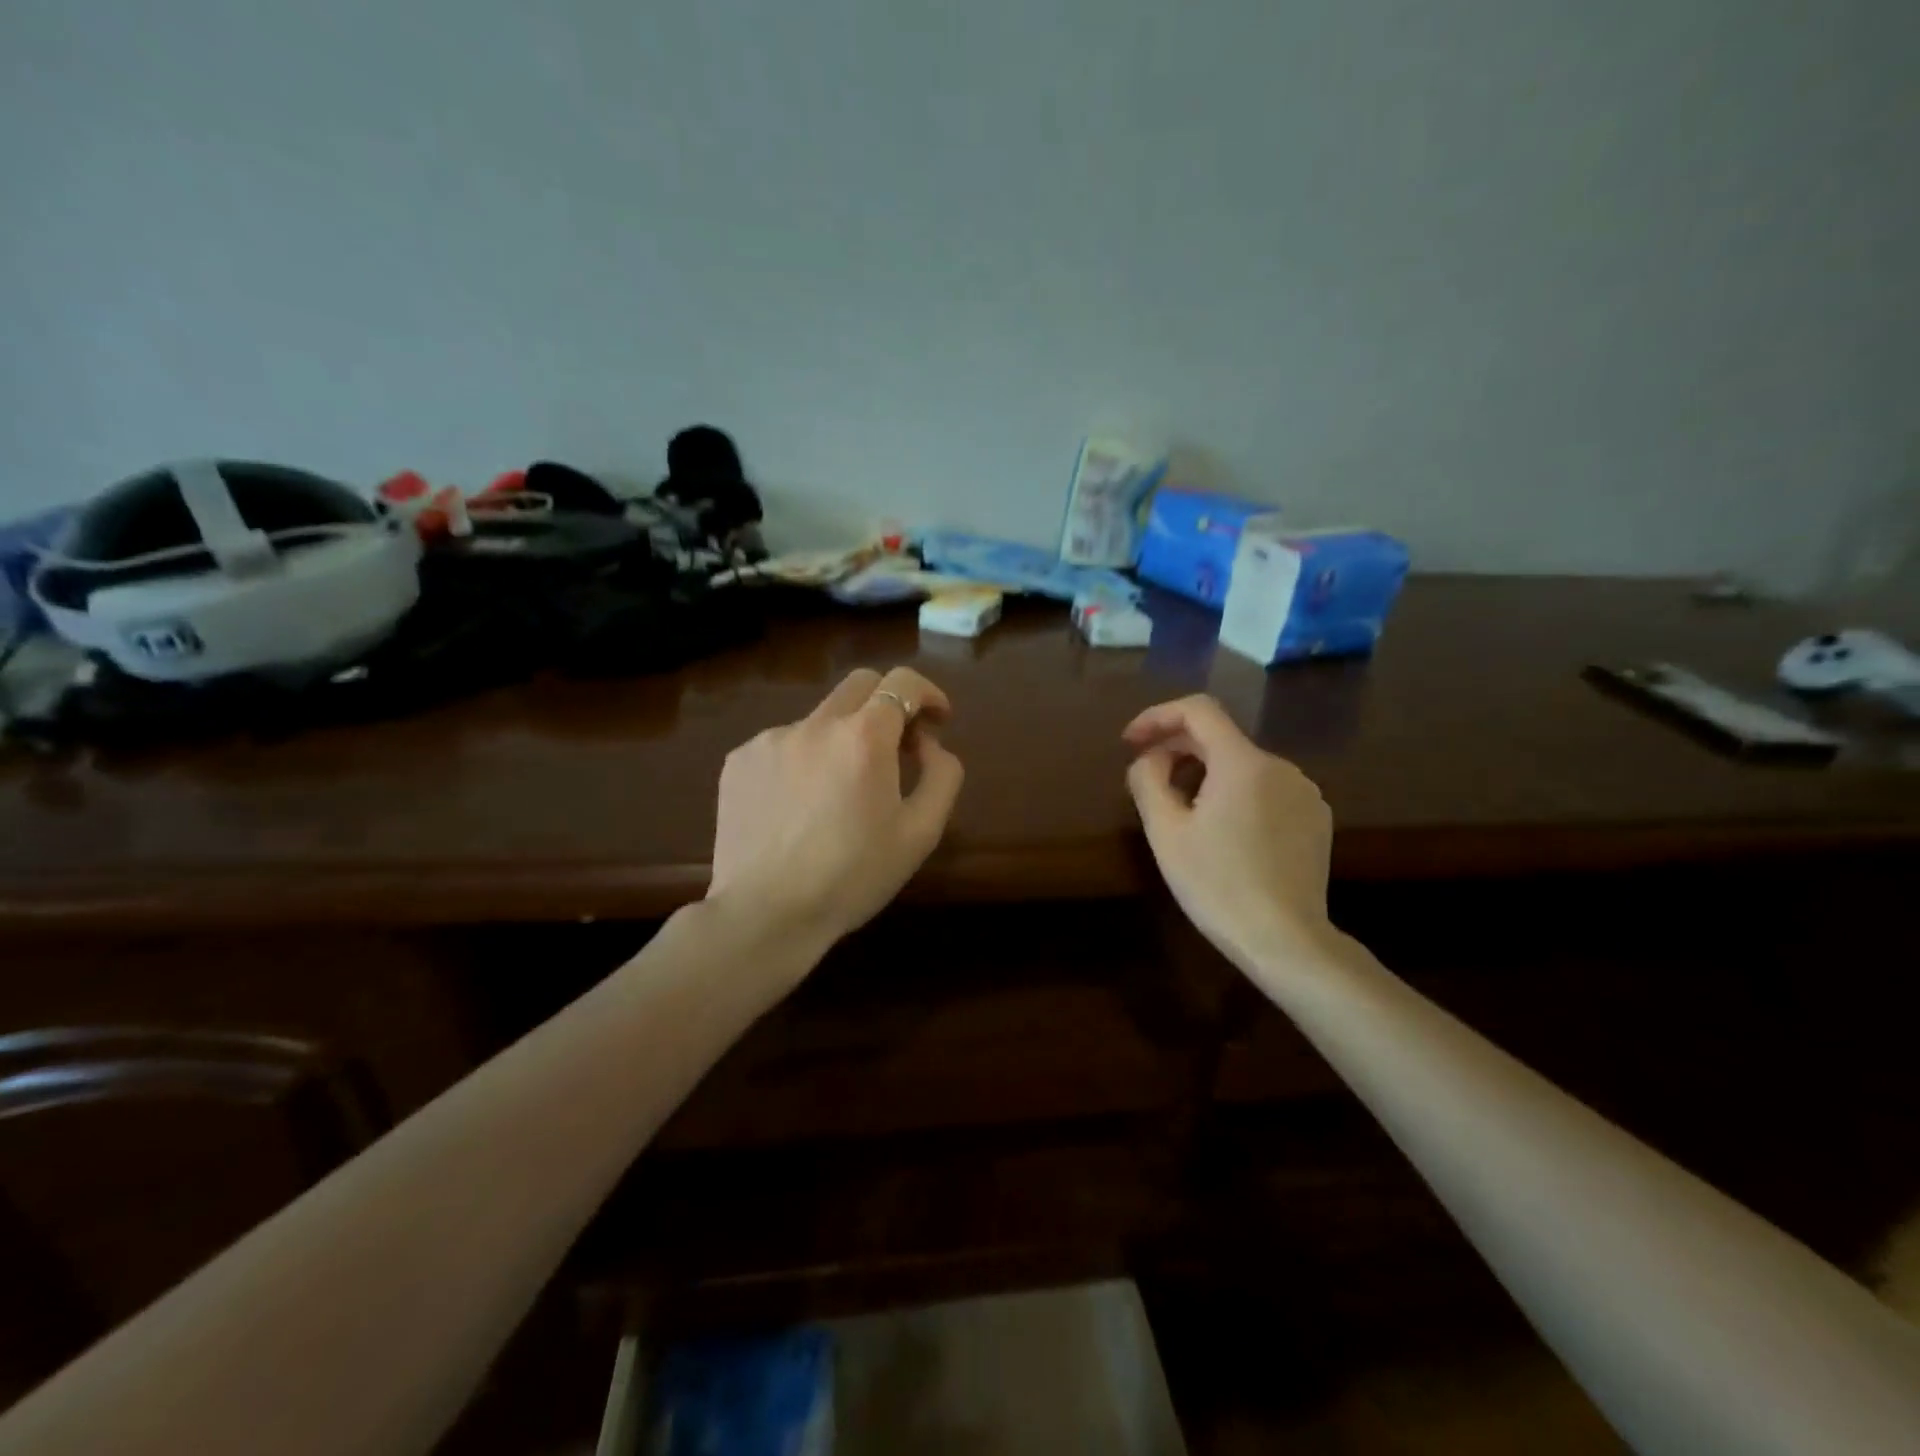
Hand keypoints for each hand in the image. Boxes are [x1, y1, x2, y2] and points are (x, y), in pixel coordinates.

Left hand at [707, 666, 965, 960]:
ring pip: (820, 719)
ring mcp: (770, 739)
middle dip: (888, 704)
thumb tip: (929, 744)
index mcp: (863, 737)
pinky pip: (784, 744)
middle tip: (898, 746)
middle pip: (860, 685)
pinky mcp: (739, 761)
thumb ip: (942, 775)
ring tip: (841, 791)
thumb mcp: (921, 833)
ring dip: (843, 738)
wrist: (766, 914)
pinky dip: (804, 760)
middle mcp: (815, 724)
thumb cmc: (853, 877)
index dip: (928, 693)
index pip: (902, 682)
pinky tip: (801, 806)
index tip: (938, 720)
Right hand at [1123, 695, 1336, 976]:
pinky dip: (1235, 794)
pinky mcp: (1315, 819)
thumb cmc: (1217, 885)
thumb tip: (1149, 759)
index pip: (1198, 710)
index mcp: (1243, 763)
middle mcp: (1280, 766)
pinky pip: (1266, 790)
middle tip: (1146, 779)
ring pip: (1242, 766)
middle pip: (1220, 738)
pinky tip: (1222, 832)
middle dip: (1177, 749)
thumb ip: (1148, 780)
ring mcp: (1304, 793)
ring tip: (1181, 811)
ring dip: (1205, 774)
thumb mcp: (1166, 832)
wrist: (1286, 941)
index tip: (1130, 742)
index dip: (1157, 716)